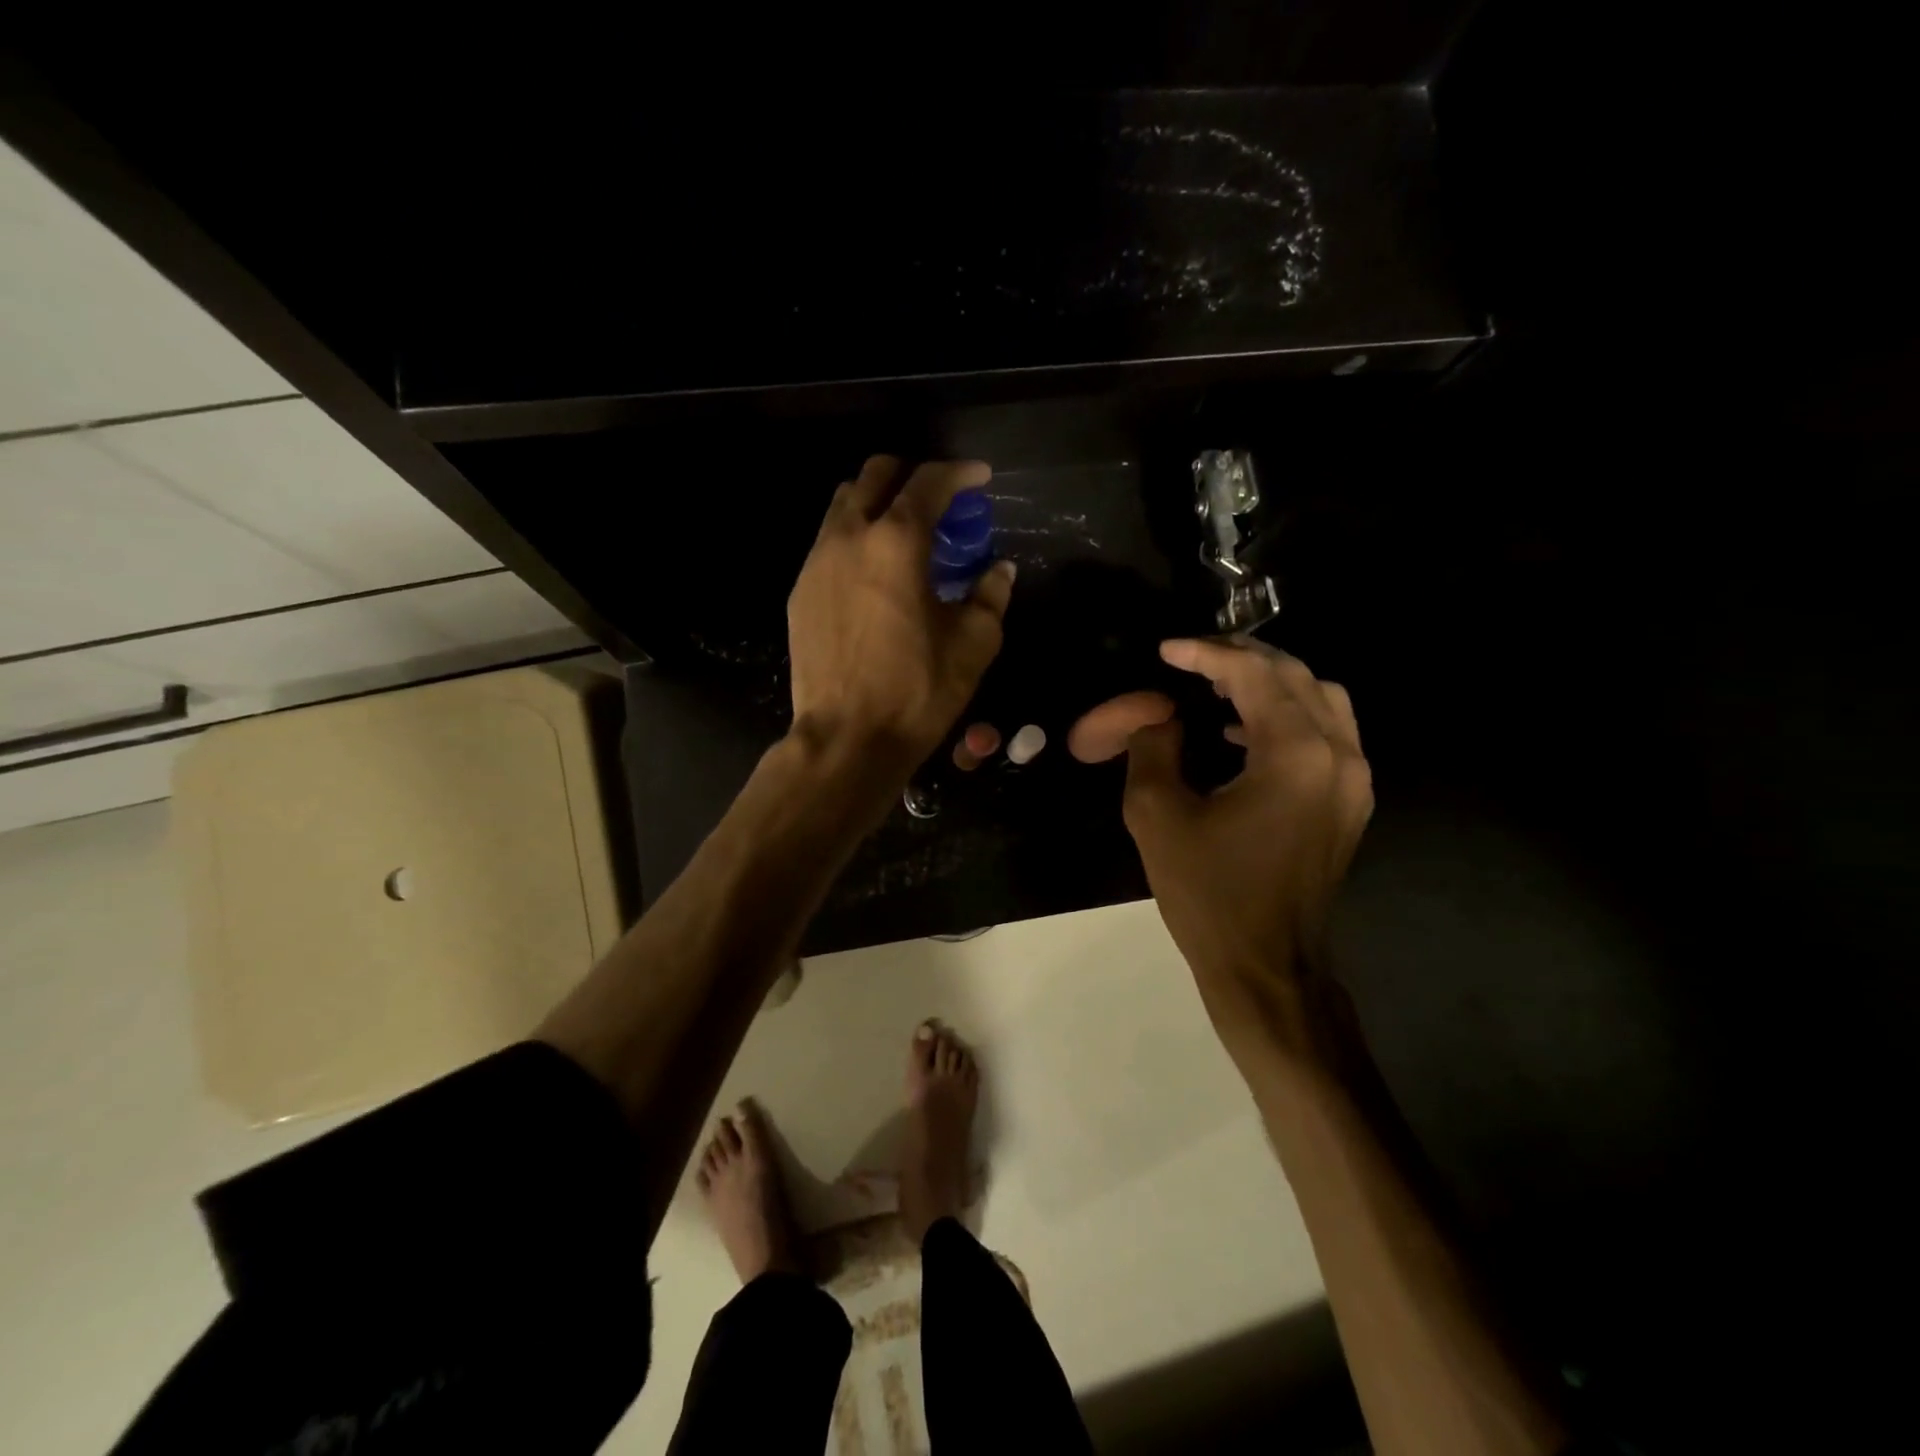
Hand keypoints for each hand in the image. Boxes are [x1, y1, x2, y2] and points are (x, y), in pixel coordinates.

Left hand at [788, 456, 1014, 775]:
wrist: (847, 739)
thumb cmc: (917, 691)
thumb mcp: (974, 644)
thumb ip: (991, 596)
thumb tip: (999, 570)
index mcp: (896, 542)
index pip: (928, 482)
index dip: (959, 473)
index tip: (979, 479)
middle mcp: (848, 537)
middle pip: (875, 475)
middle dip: (911, 475)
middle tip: (939, 501)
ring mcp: (816, 563)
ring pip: (843, 505)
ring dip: (877, 504)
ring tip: (905, 535)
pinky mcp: (800, 591)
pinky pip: (827, 543)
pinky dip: (855, 539)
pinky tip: (874, 574)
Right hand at [1121, 639, 1371, 1048]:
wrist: (1266, 967)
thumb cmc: (1209, 894)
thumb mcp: (1157, 814)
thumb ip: (1153, 747)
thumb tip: (1161, 717)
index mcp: (1294, 754)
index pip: (1253, 674)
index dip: (1206, 653)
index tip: (1167, 650)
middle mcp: (1338, 755)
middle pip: (1296, 676)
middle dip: (1242, 658)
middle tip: (1192, 657)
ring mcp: (1354, 781)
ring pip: (1322, 699)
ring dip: (1270, 683)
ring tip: (1217, 686)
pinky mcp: (1351, 803)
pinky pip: (1328, 733)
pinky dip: (1288, 715)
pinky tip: (1241, 732)